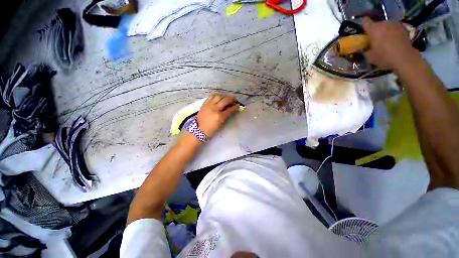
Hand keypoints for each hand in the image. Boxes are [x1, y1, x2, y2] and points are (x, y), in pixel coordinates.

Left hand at [196, 93, 239, 137]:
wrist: (199, 129)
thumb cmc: (211, 129)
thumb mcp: (221, 123)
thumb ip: (226, 115)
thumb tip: (231, 109)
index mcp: (220, 116)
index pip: (230, 109)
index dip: (235, 106)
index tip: (238, 105)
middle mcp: (215, 109)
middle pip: (225, 100)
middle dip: (231, 99)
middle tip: (234, 99)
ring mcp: (209, 105)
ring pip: (218, 96)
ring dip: (224, 96)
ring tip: (227, 97)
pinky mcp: (205, 103)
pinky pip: (211, 96)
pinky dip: (217, 95)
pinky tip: (219, 96)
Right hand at [362, 18, 420, 70]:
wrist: (404, 57)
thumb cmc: (384, 57)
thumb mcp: (370, 57)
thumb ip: (366, 50)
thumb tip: (365, 48)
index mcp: (373, 29)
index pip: (365, 22)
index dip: (364, 25)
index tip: (364, 31)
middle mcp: (383, 24)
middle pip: (377, 24)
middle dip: (375, 30)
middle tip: (375, 39)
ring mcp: (394, 25)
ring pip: (386, 26)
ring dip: (384, 31)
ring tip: (385, 40)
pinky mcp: (403, 28)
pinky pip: (394, 29)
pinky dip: (392, 33)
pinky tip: (393, 41)